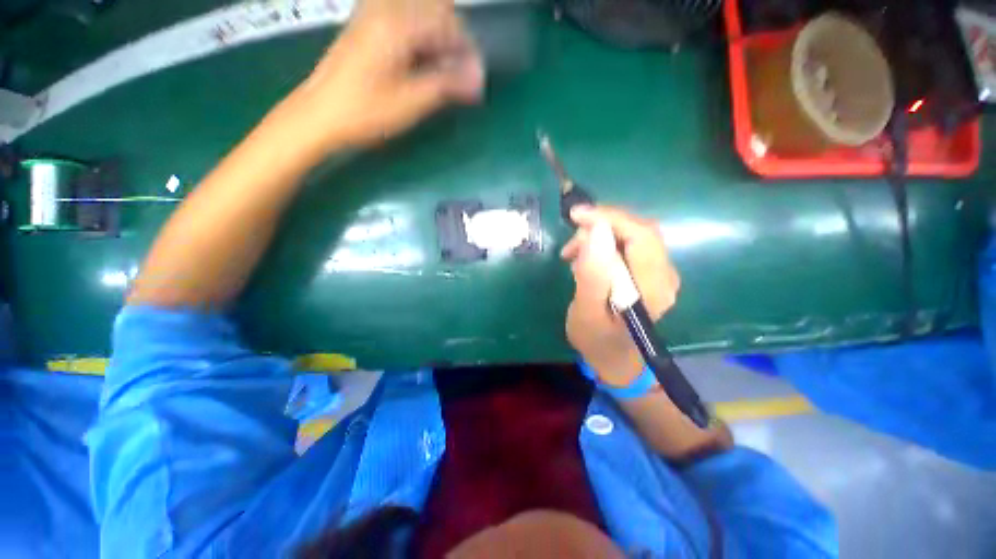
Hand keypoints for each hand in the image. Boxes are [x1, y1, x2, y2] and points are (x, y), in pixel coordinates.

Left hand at [275, 0, 483, 156]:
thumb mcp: (411, 102)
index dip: (468, 51)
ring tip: (444, 73)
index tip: (477, 79)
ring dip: (438, 39)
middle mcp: (386, 8)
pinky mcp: (366, 26)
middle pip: (436, 10)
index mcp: (398, 23)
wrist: (319, 113)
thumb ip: (447, 84)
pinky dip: (420, 39)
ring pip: (421, 14)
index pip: (448, 24)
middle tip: (461, 76)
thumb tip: (478, 81)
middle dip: (455, 41)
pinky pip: (404, 20)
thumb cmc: (365, 111)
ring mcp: (373, 14)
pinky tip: (422, 63)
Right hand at [561, 206, 680, 386]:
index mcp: (653, 286)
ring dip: (599, 236)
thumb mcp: (587, 311)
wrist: (613, 359)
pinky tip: (585, 258)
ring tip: (571, 254)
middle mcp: (664, 275)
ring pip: (631, 235)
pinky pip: (627, 245)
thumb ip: (593, 274)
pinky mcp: (647, 273)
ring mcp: (658, 273)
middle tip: (570, 244)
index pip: (641, 235)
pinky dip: (603, 244)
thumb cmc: (596, 340)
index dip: (610, 218)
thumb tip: (595, 231)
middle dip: (601, 227)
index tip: (576, 215)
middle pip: (638, 230)